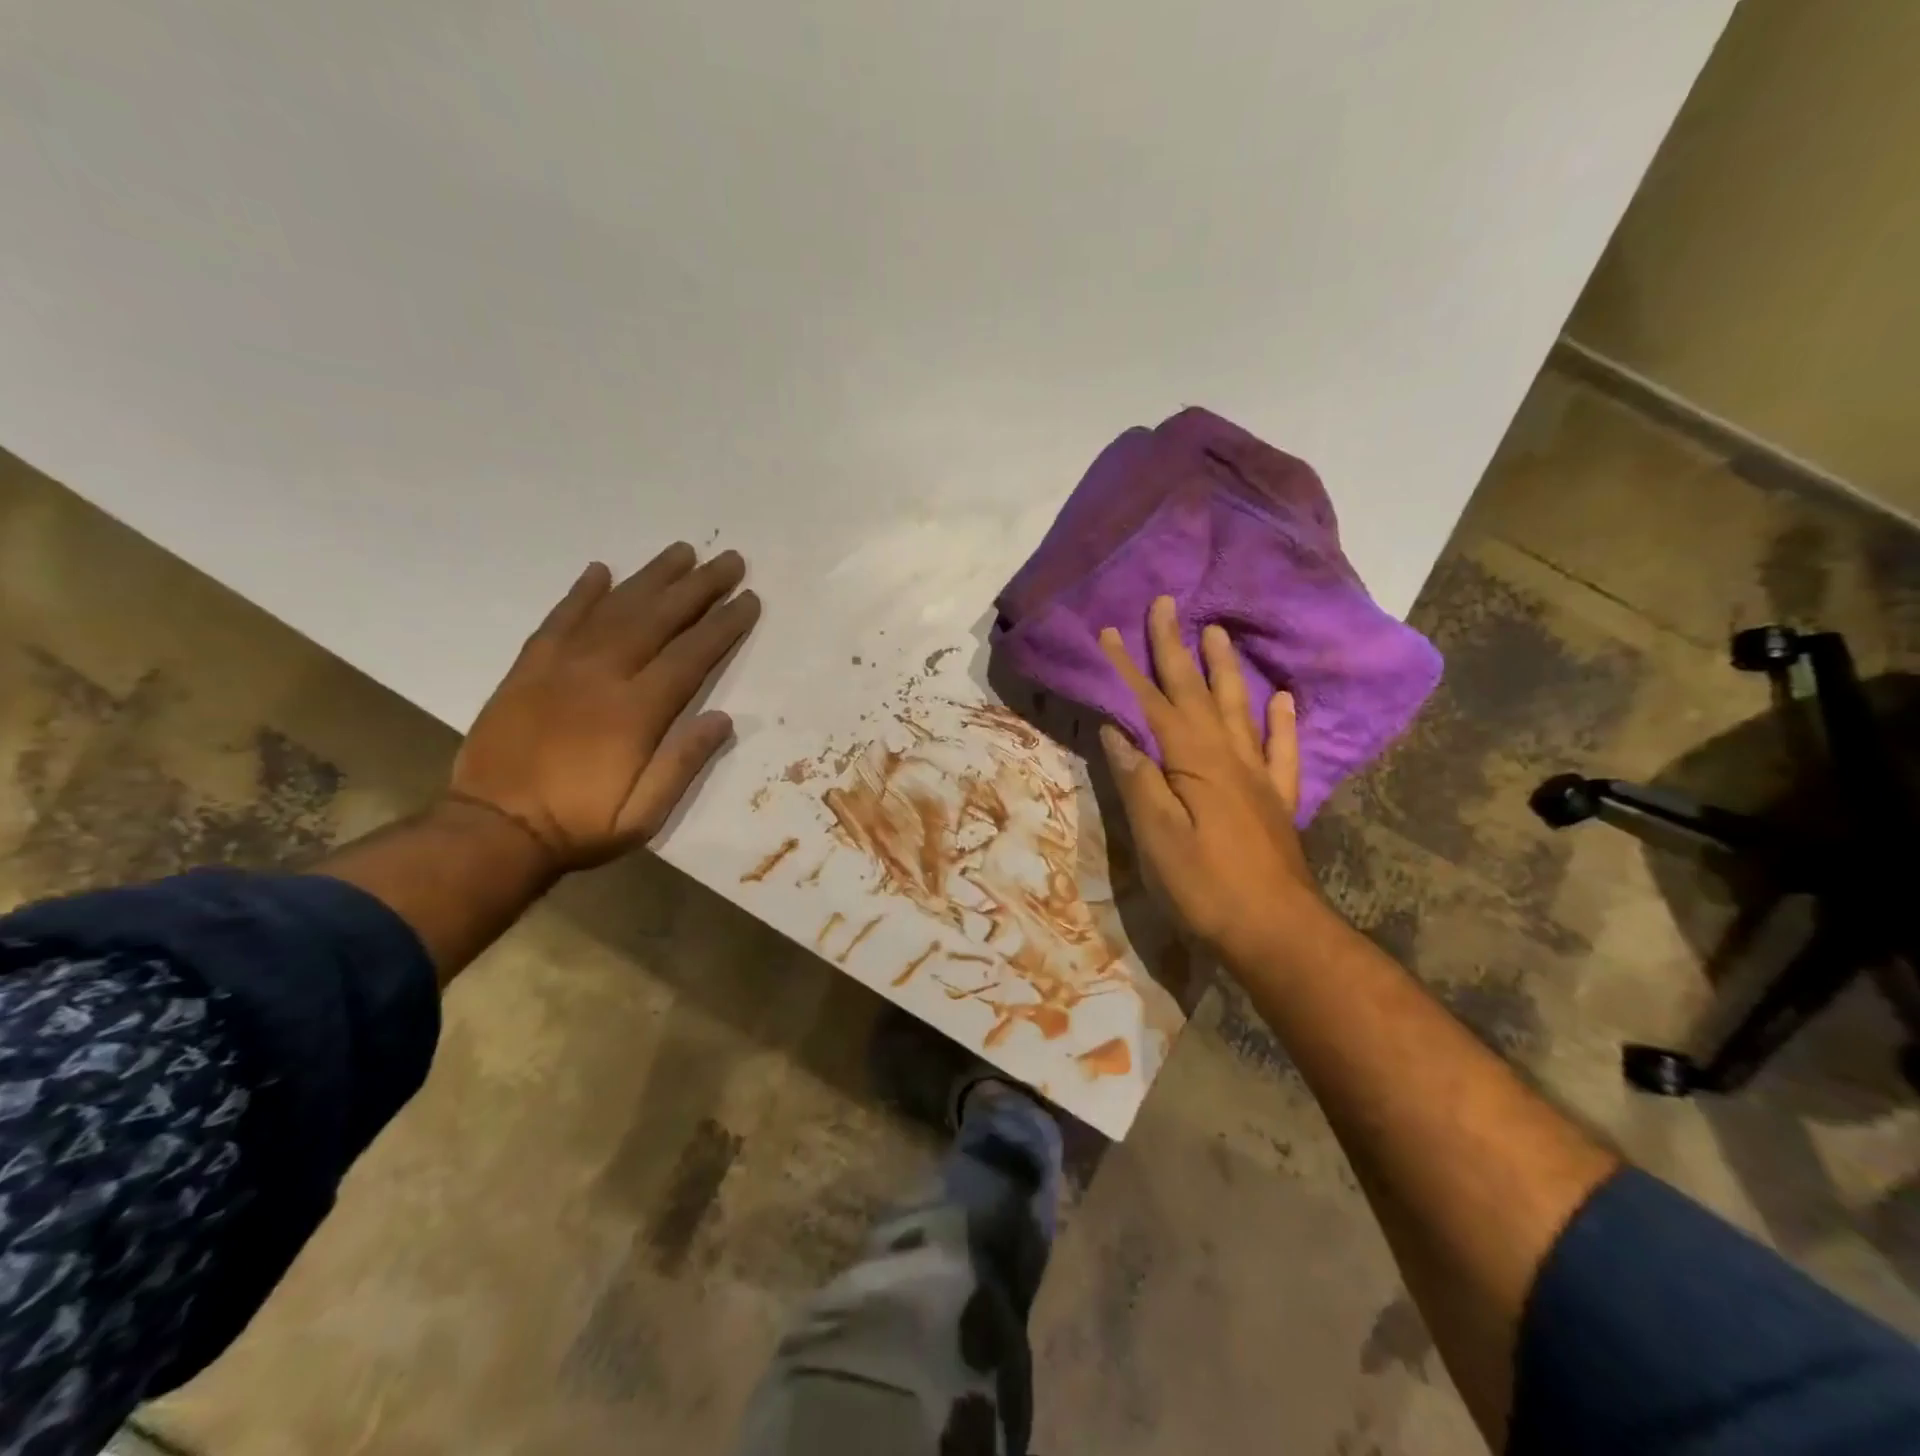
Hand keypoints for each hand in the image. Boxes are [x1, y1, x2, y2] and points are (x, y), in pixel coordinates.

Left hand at [449, 544, 760, 870]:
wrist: (492, 831)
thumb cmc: (579, 825)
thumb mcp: (645, 814)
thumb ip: (684, 763)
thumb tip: (723, 718)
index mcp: (637, 712)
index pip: (691, 655)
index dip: (724, 625)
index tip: (748, 599)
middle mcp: (602, 676)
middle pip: (659, 618)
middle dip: (699, 587)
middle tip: (729, 560)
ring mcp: (561, 666)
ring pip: (614, 608)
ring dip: (651, 577)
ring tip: (682, 551)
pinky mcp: (528, 668)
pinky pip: (559, 619)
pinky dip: (581, 593)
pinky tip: (601, 570)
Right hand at [1097, 596, 1322, 970]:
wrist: (1277, 931)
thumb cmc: (1205, 886)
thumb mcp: (1157, 836)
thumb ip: (1139, 779)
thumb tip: (1117, 731)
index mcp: (1192, 762)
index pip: (1153, 704)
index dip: (1130, 668)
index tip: (1112, 632)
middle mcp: (1227, 756)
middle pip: (1195, 693)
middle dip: (1176, 649)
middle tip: (1167, 606)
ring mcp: (1257, 776)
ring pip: (1238, 709)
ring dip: (1224, 669)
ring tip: (1218, 633)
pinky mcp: (1276, 800)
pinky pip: (1281, 750)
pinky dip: (1281, 721)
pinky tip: (1281, 699)